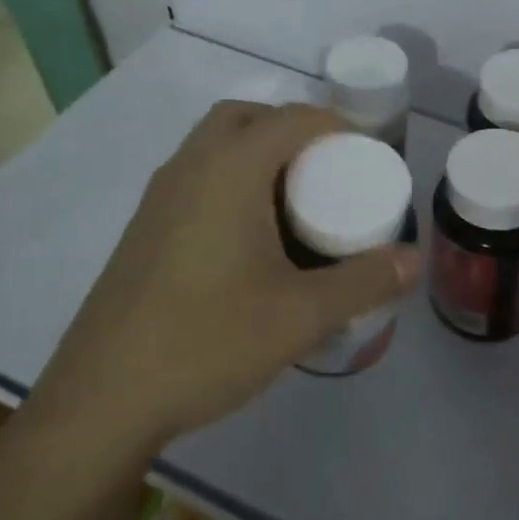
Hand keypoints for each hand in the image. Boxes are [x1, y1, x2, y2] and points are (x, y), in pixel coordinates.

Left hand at [27, 101, 419, 447]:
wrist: (101, 401)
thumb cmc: (207, 341)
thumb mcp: (301, 315)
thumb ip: (364, 282)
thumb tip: (417, 260)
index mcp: (229, 169)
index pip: (293, 118)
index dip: (337, 126)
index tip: (368, 156)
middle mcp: (189, 167)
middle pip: (247, 118)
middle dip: (292, 130)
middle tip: (328, 171)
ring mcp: (159, 197)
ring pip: (215, 146)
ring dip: (258, 155)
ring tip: (296, 203)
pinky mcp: (144, 228)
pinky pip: (197, 177)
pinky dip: (232, 181)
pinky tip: (251, 240)